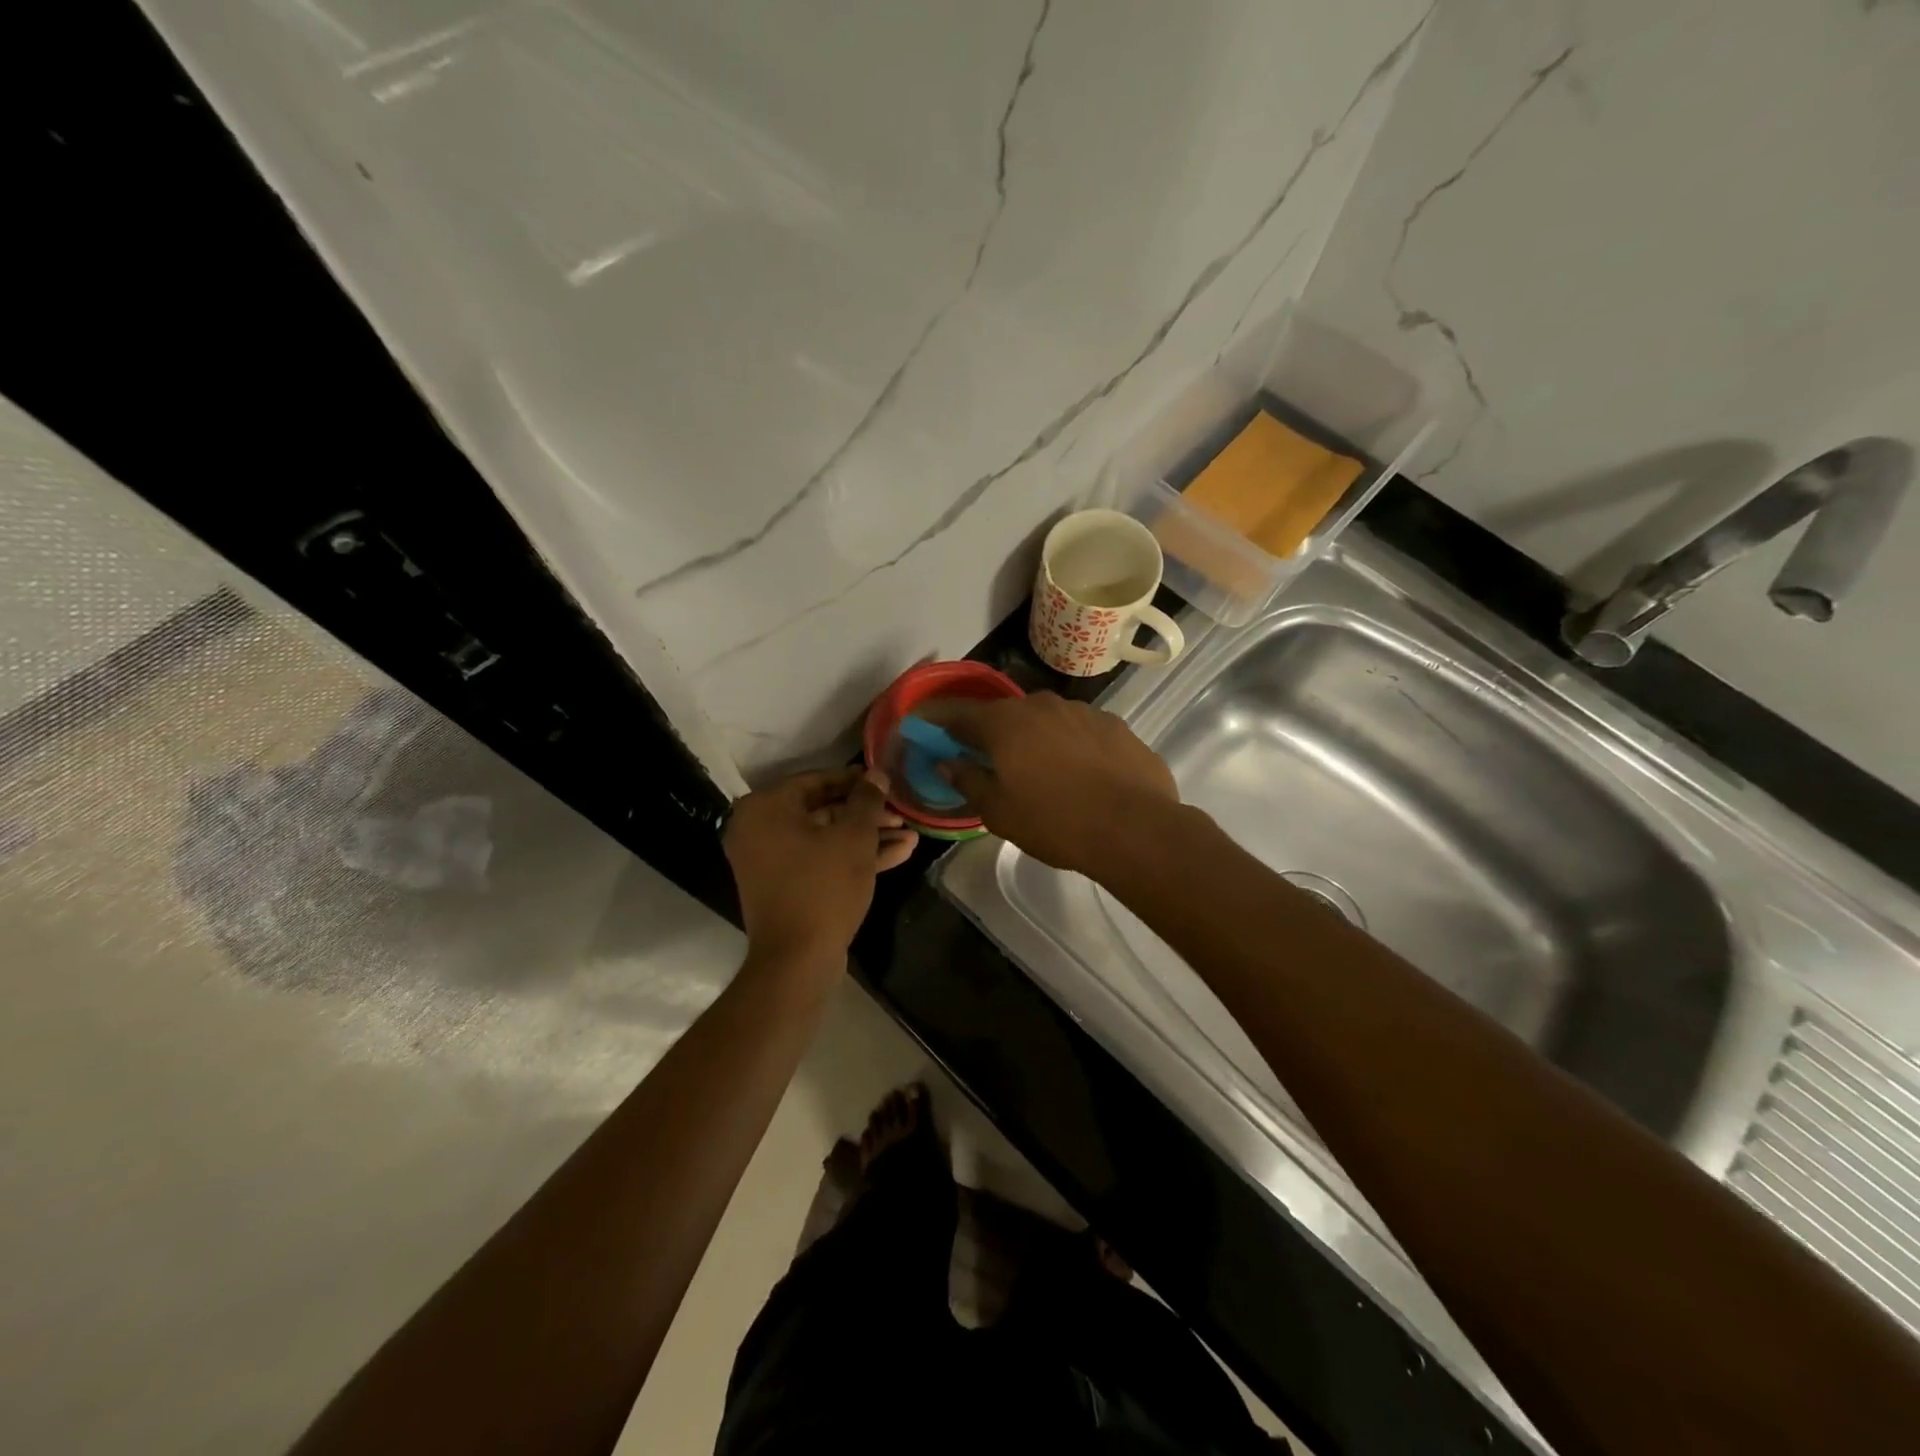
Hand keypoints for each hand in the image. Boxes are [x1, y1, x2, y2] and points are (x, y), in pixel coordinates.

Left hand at [724, 767, 917, 968]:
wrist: (797, 960)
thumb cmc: (823, 887)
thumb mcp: (854, 837)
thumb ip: (867, 800)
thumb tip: (876, 774)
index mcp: (766, 808)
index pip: (817, 779)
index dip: (857, 780)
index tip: (886, 781)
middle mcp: (760, 829)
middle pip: (823, 810)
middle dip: (867, 814)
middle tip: (902, 813)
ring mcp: (771, 861)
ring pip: (827, 838)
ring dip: (868, 836)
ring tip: (910, 834)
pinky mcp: (786, 886)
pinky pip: (821, 860)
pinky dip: (853, 857)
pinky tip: (899, 854)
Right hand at [930, 692, 1178, 875]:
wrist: (1134, 827)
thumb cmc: (1054, 822)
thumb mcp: (998, 811)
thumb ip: (968, 780)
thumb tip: (947, 762)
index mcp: (1005, 722)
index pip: (962, 716)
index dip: (946, 728)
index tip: (939, 740)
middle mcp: (1042, 705)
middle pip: (1008, 716)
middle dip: (997, 735)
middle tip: (997, 765)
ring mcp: (1084, 711)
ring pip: (1048, 721)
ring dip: (1039, 740)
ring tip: (1046, 775)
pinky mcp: (1117, 726)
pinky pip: (1082, 733)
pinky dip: (1074, 748)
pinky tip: (1084, 776)